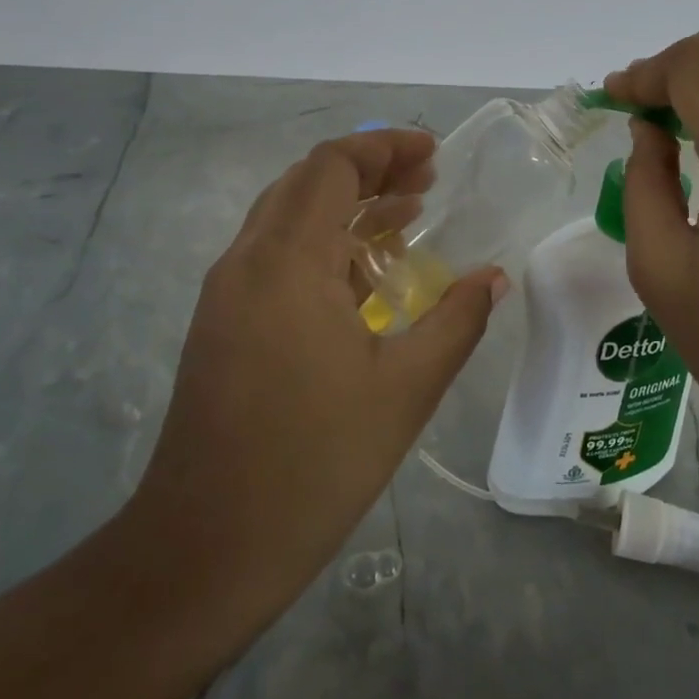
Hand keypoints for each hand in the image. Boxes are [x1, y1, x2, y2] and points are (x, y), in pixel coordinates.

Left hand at [120, 129, 502, 657]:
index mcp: (287, 262)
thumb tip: (494, 276)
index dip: (384, 146)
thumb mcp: (405, 390)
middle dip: (369, 171)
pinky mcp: (221, 324)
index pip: (332, 166)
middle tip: (428, 184)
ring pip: (288, 217)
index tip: (434, 154)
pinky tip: (365, 276)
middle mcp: (247, 261)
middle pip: (307, 182)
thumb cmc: (313, 465)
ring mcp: (226, 293)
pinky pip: (276, 256)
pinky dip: (324, 244)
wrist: (203, 552)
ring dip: (346, 207)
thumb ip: (456, 320)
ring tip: (409, 218)